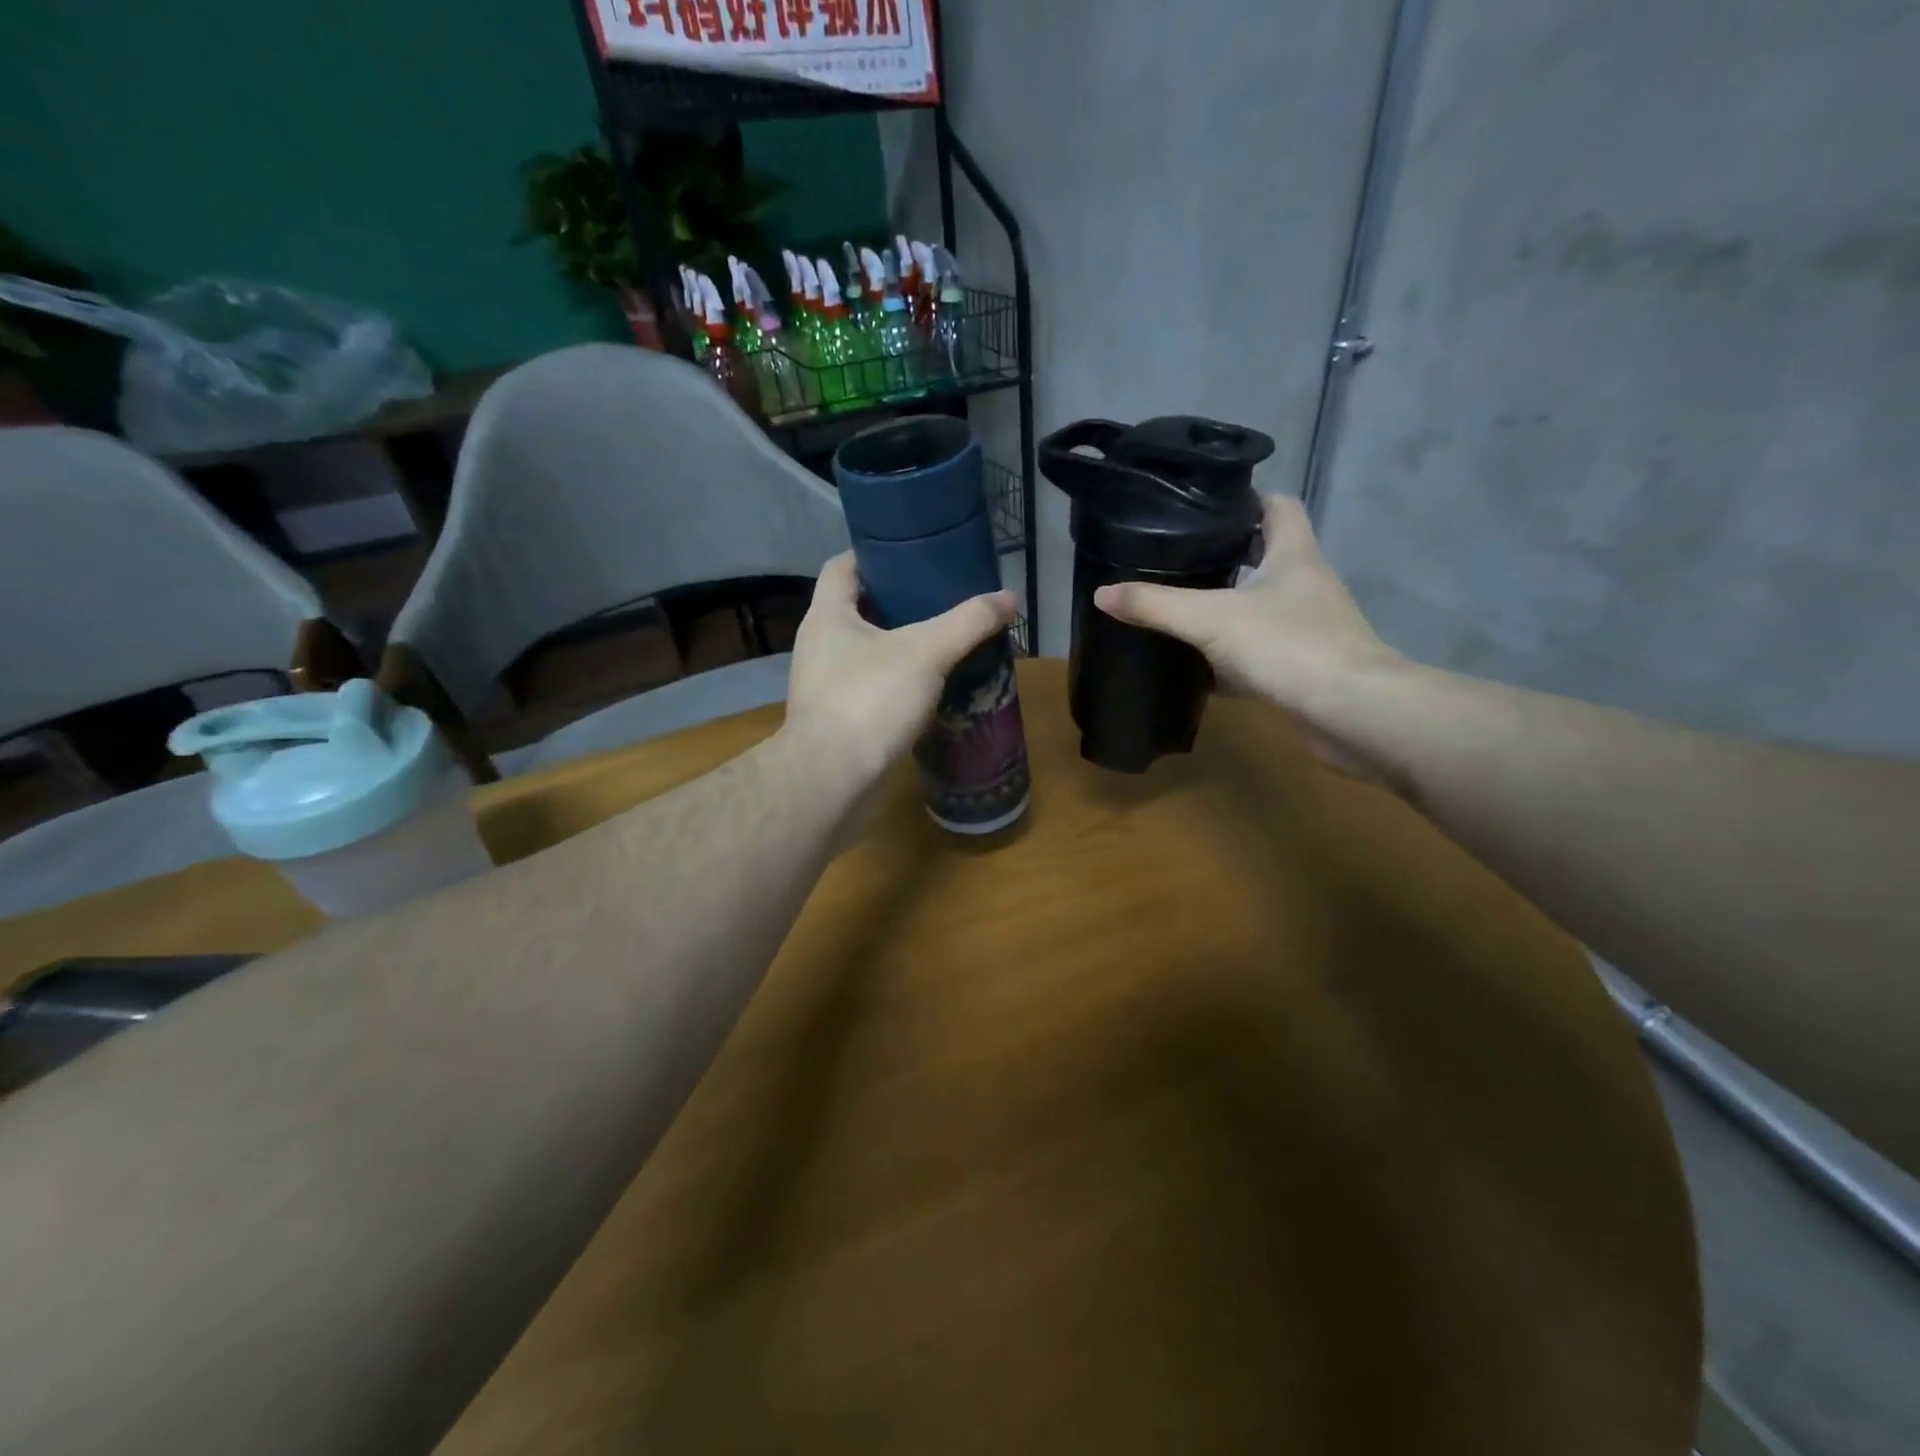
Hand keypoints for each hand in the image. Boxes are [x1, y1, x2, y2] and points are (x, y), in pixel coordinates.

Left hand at [785, 553, 1016, 792]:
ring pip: (867, 652)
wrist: (832, 780)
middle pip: (859, 609)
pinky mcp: (839, 720)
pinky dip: (899, 683)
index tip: (914, 554)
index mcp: (828, 616)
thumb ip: (968, 622)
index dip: (875, 554)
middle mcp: (820, 645)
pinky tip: (932, 689)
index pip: (844, 566)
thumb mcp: (926, 653)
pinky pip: (872, 688)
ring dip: (901, 646)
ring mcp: (826, 685)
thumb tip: (1009, 598)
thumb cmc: (870, 700)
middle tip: (944, 599)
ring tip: (945, 642)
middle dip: (899, 602)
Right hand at [1094, 495, 1405, 773]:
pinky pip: (1260, 650)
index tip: (1202, 506)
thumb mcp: (1210, 619)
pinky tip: (1199, 666)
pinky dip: (1231, 655)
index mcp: (1294, 554)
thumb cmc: (1288, 646)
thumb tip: (1102, 593)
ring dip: (1226, 606)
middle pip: (1265, 555)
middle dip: (1225, 555)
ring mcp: (1308, 627)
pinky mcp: (1302, 666)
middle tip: (1177, 559)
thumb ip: (1156, 604)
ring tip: (1179, 606)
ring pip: (1261, 606)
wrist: (1351, 713)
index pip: (1277, 505)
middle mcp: (1306, 584)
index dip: (1244, 499)